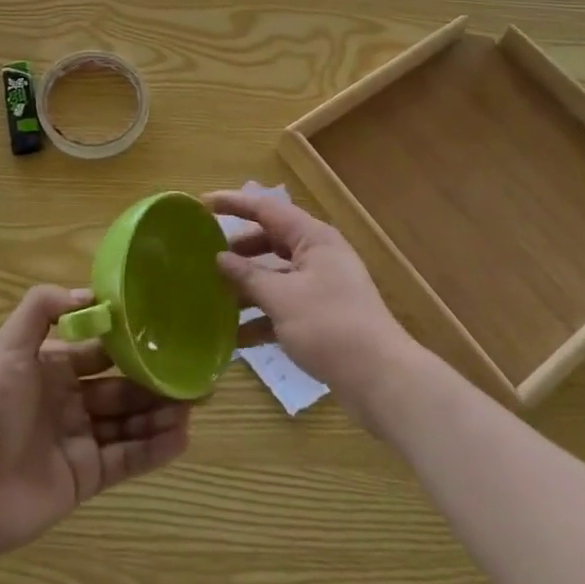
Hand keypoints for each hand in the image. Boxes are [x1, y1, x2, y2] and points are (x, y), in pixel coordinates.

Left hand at [0, 286, 191, 561]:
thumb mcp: (10, 346)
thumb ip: (43, 308)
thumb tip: (90, 294)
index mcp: (54, 367)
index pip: (100, 349)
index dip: (130, 341)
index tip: (166, 331)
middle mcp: (70, 400)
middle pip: (121, 386)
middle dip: (154, 379)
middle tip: (194, 372)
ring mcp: (79, 440)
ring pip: (129, 421)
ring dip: (160, 412)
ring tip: (195, 402)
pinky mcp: (86, 477)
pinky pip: (126, 459)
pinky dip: (154, 449)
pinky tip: (182, 437)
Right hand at [211, 189, 415, 417]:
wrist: (381, 380)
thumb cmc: (330, 326)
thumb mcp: (281, 298)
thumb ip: (248, 276)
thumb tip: (220, 258)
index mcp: (313, 238)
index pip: (267, 209)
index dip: (235, 204)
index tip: (203, 203)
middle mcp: (318, 255)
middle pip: (271, 241)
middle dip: (239, 250)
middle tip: (206, 254)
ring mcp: (322, 287)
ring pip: (276, 276)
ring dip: (247, 287)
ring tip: (214, 298)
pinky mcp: (322, 316)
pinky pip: (284, 306)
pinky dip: (262, 316)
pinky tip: (236, 337)